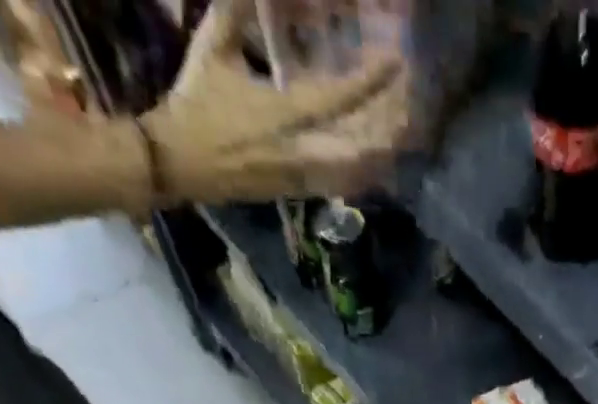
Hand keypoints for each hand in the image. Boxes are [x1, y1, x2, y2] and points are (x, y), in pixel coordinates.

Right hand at [143, 0, 412, 205]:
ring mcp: (304, 176)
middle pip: (361, 145)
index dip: (370, 81)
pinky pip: (345, 184)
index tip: (396, 62)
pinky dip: (367, 171)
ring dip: (384, 150)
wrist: (182, 164)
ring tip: (408, 130)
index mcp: (280, 113)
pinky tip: (384, 158)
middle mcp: (300, 151)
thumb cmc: (196, 104)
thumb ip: (235, 10)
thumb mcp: (212, 48)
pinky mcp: (303, 192)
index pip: (337, 98)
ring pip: (357, 169)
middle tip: (415, 105)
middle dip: (390, 126)